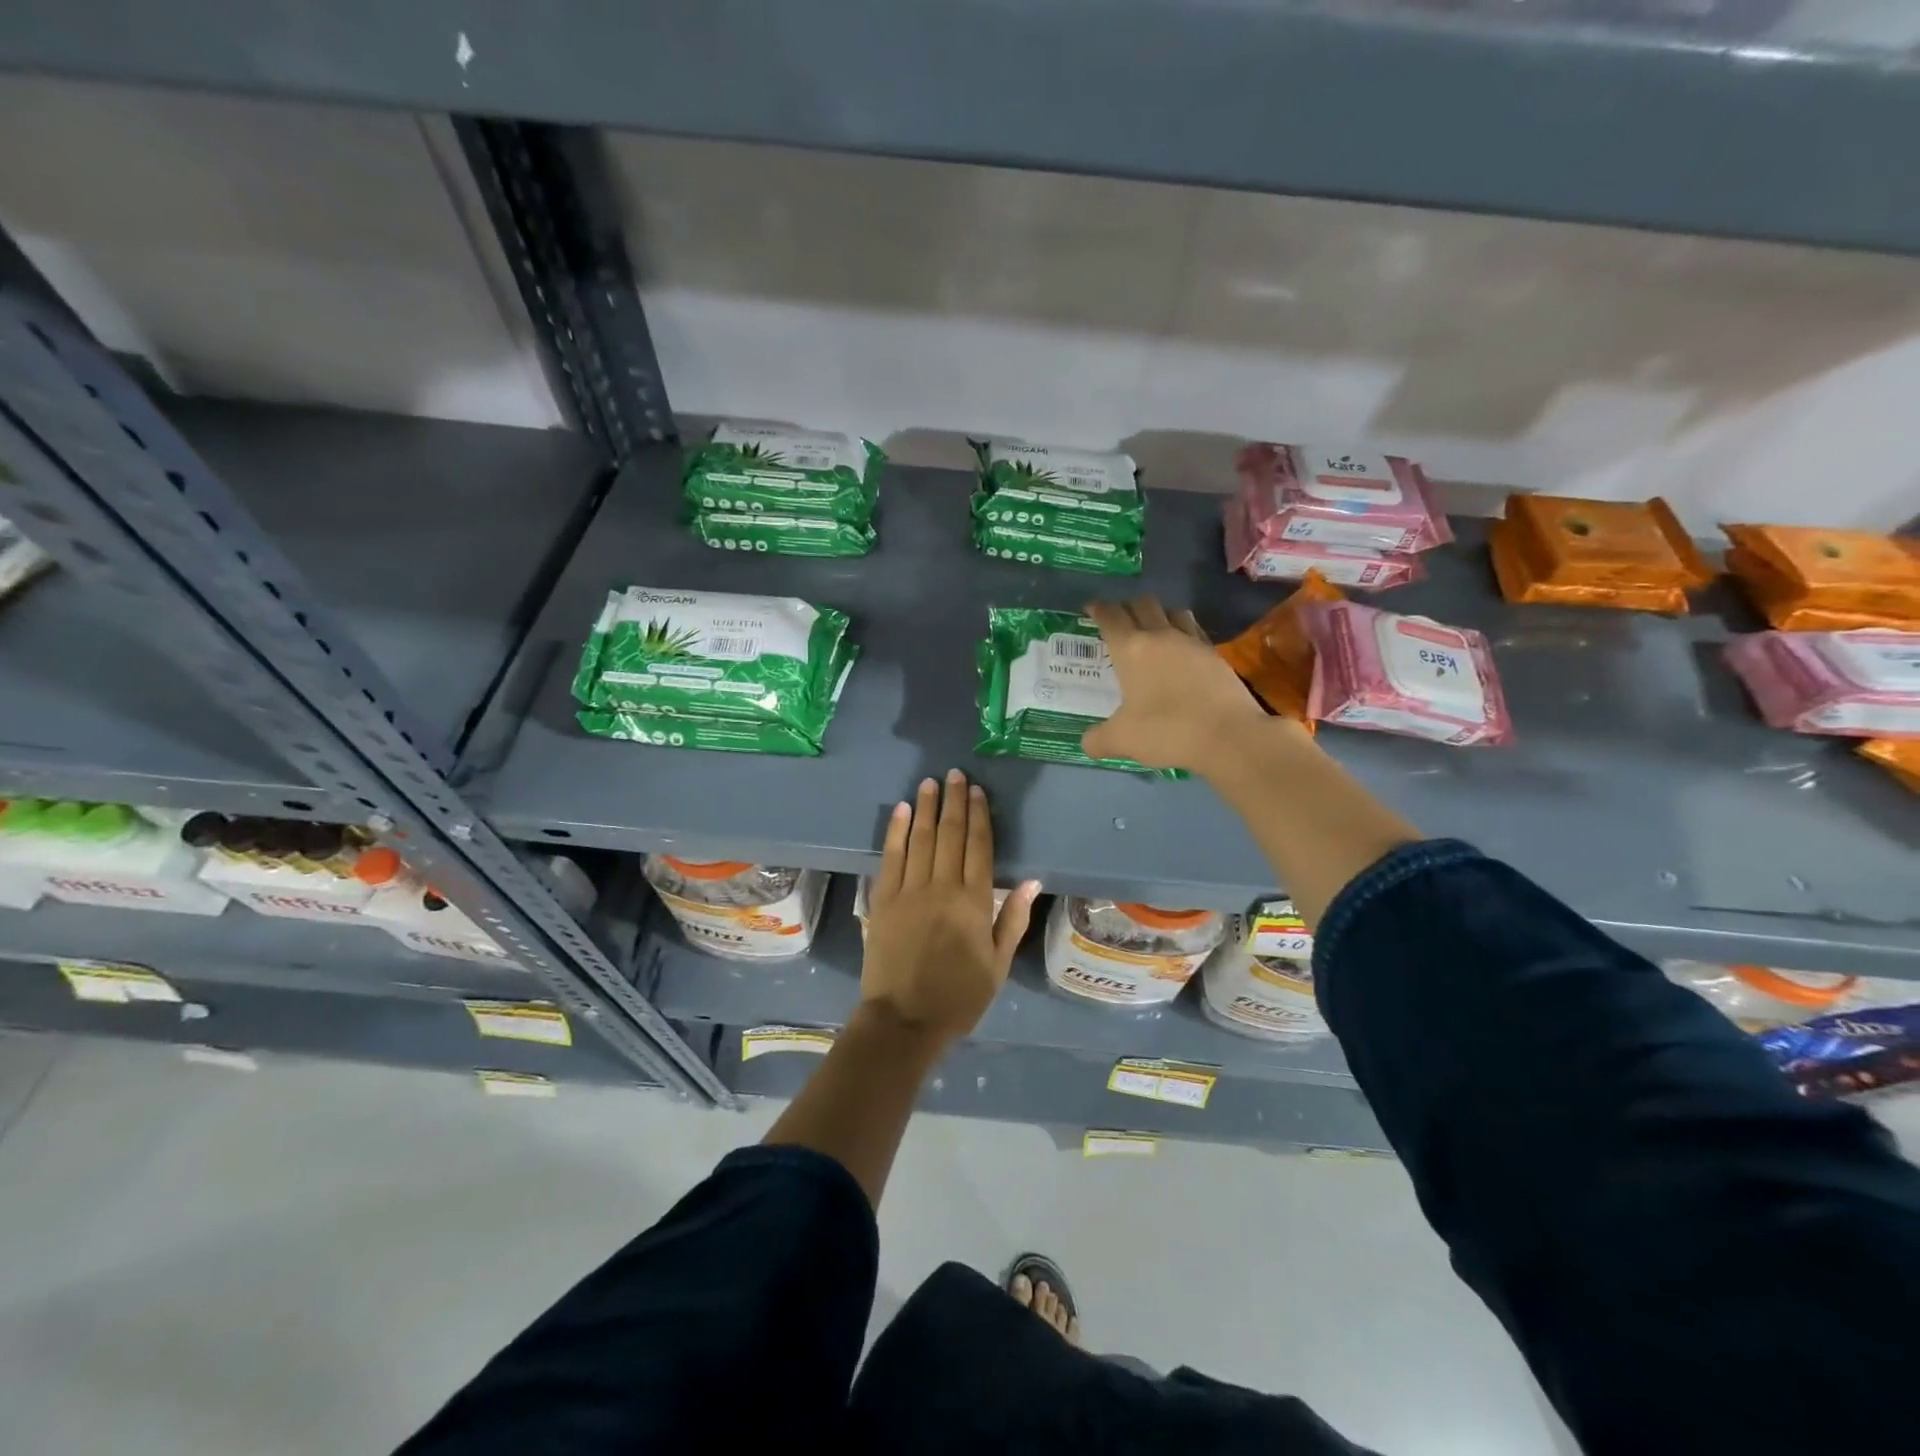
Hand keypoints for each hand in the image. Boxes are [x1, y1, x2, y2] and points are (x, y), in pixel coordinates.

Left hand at [862, 769, 1040, 1044]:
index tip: (977, 791)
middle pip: (949, 835)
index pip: (979, 847)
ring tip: (930, 782)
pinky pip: (891, 857)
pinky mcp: (883, 900)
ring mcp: (909, 891)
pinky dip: (897, 831)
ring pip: (920, 839)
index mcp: (974, 903)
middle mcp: (942, 888)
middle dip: (953, 802)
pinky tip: (902, 810)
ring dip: (926, 808)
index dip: (978, 816)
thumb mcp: (997, 964)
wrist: (905, 1020)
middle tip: (955, 775)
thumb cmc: (959, 996)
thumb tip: (1031, 880)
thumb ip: (1012, 919)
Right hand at [1081, 596, 1273, 774]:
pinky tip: (1181, 653)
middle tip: (1120, 621)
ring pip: (1173, 612)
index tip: (1092, 609)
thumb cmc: (1167, 730)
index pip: (1110, 617)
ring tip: (1153, 631)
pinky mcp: (1216, 655)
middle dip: (1128, 607)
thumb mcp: (1122, 740)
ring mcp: (1192, 643)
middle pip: (1143, 604)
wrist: (1229, 735)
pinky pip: (1194, 632)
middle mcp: (1161, 636)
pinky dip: (1183, 634)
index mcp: (1131, 649)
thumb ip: (1098, 740)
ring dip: (1159, 615)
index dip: (1098, 609)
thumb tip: (1088, 744)